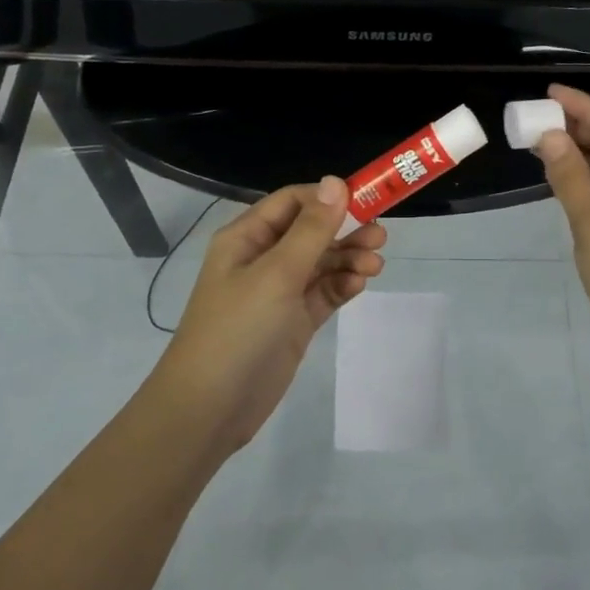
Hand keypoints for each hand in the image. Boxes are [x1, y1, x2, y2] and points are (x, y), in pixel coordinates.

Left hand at [154, 177, 386, 451]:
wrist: (210, 409)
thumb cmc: (238, 329)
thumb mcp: (277, 274)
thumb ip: (311, 229)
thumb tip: (336, 181)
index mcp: (247, 237)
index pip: (293, 201)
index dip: (329, 197)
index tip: (367, 200)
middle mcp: (263, 258)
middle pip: (312, 231)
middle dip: (346, 230)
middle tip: (380, 237)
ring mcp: (278, 292)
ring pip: (322, 262)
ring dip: (349, 258)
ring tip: (375, 265)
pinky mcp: (293, 321)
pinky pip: (323, 292)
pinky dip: (342, 285)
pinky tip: (358, 284)